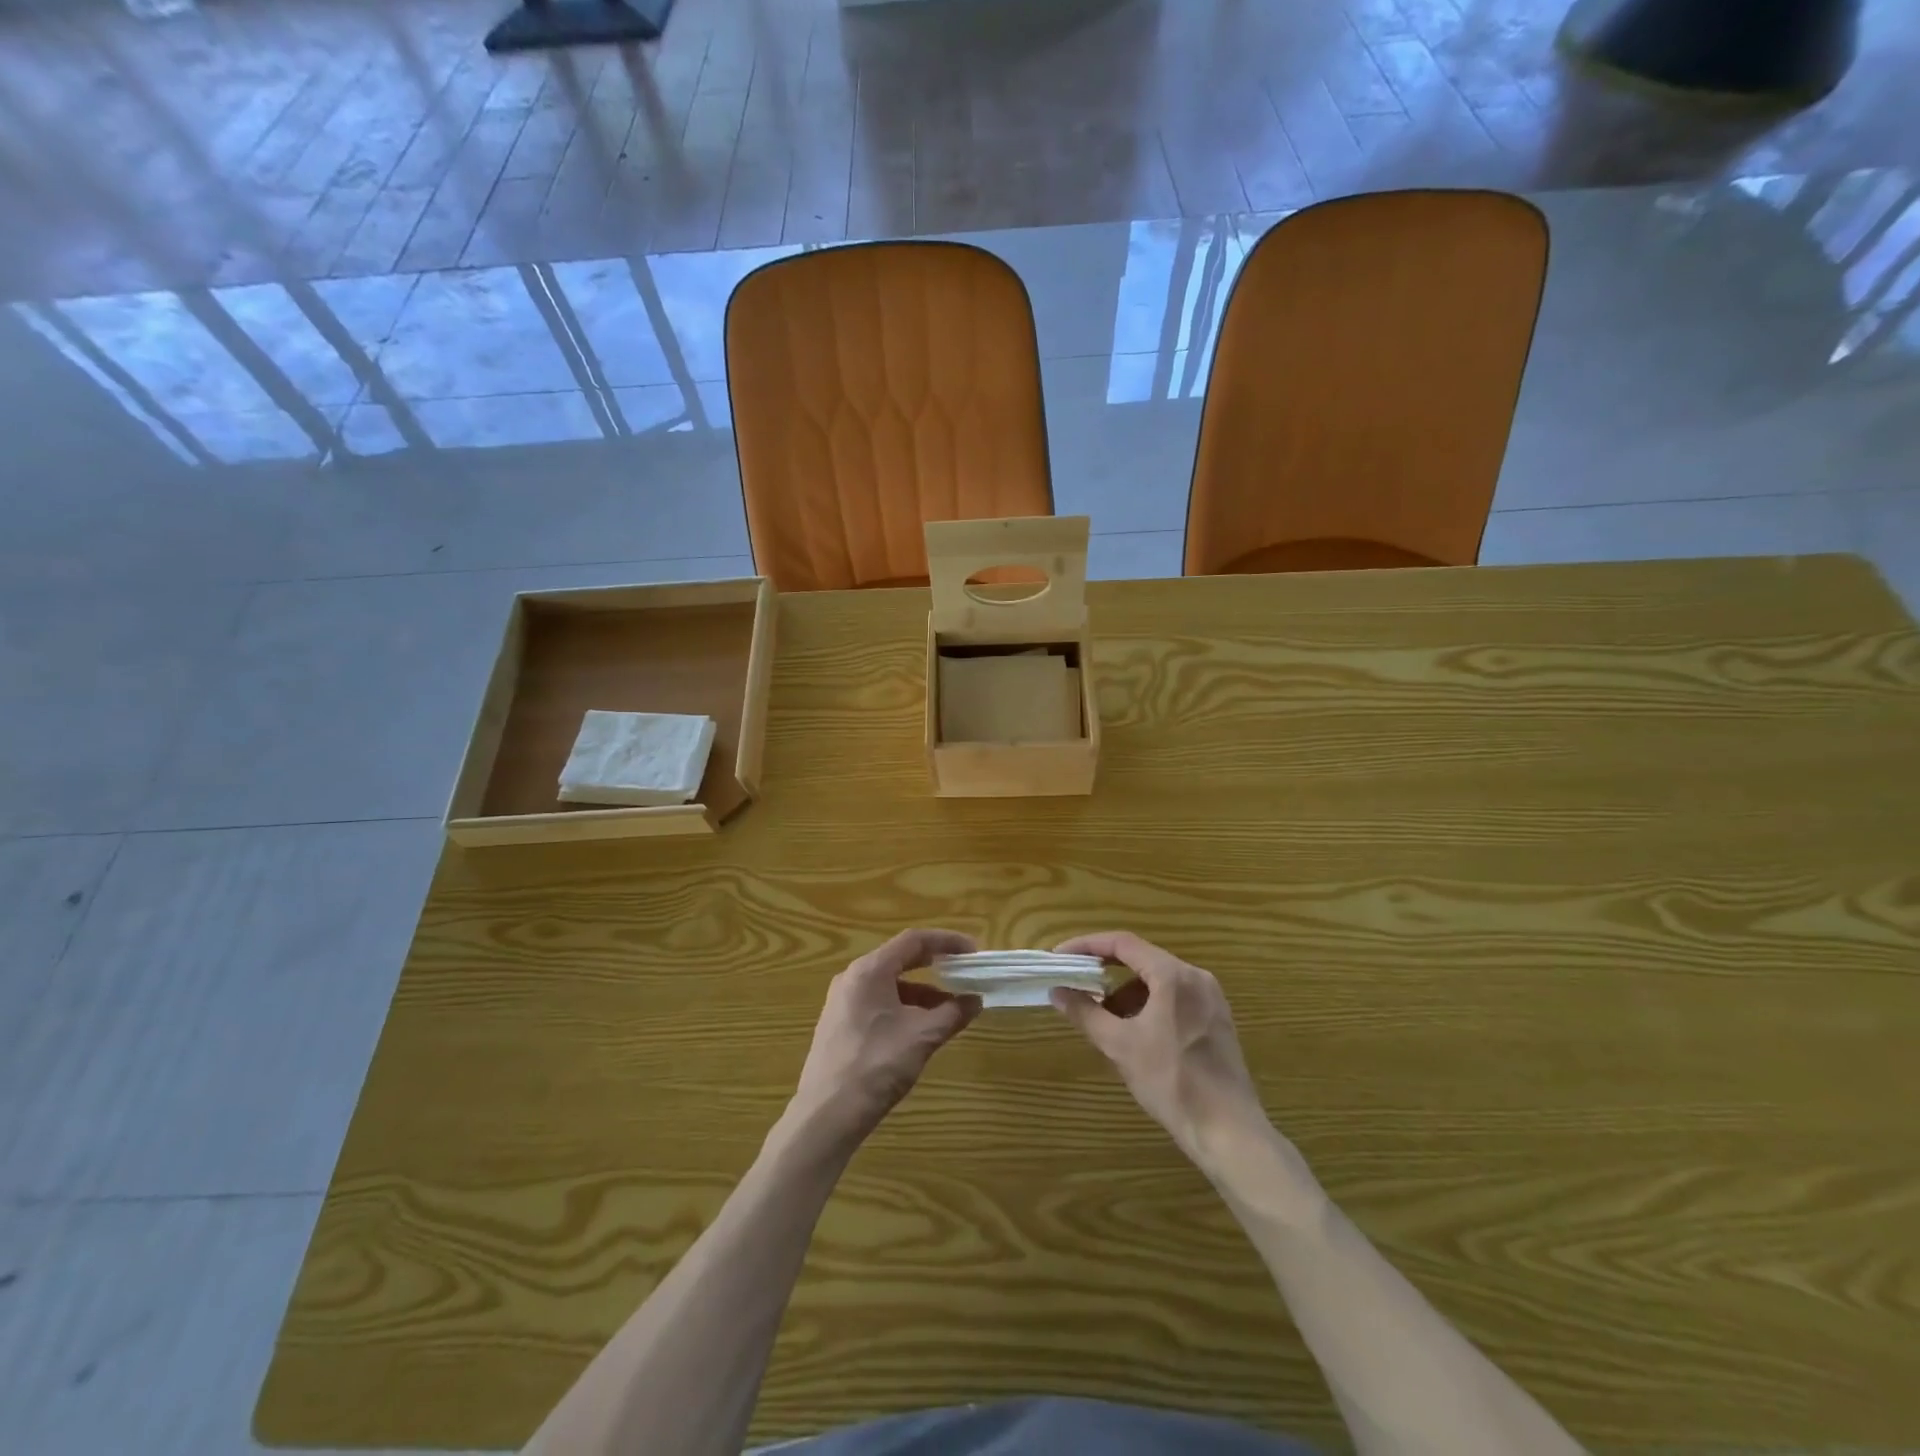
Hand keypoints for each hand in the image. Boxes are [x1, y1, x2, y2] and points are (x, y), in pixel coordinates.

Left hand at [786, 929, 982, 1155]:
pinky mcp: (839, 1026)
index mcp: (869, 970)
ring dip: (921, 993)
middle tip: (964, 975)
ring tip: (949, 1011)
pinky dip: (904, 1008)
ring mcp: (842, 1002)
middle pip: (900, 960)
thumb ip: (952, 1014)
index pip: (914, 941)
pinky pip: (878, 1004)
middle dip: (935, 967)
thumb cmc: (877, 1065)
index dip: (947, 941)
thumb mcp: (922, 1037)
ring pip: (889, 985)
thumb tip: (975, 1000)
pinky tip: (921, 1030)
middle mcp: (852, 978)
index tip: (973, 952)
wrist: (826, 1116)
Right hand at [1050, 931, 1267, 1168]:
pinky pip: (1175, 997)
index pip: (1123, 943)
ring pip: (1158, 980)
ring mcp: (1211, 998)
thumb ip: (1085, 1012)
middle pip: (1142, 959)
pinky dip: (1149, 1005)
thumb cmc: (1171, 1082)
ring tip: (1105, 1020)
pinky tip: (1136, 1033)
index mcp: (1173, 975)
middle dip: (1105, 971)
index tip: (1061, 957)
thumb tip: (1057, 991)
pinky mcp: (1217, 1019)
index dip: (1087, 945)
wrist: (1228, 1131)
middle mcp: (1196, 977)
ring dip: (1127, 992)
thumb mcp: (1120, 1046)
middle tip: (1076, 984)